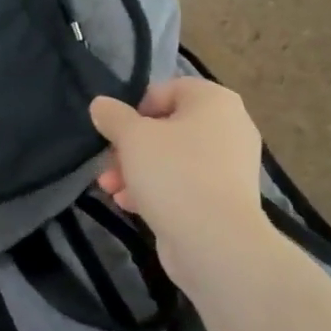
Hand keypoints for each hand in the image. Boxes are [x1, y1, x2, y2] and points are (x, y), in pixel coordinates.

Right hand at [90, 79, 268, 284]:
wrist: (215, 241)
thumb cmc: (174, 173)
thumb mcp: (133, 138)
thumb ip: (113, 117)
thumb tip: (101, 104)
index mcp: (214, 102)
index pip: (169, 89)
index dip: (136, 108)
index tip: (116, 131)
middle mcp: (228, 128)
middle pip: (167, 127)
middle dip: (130, 147)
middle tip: (107, 164)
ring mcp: (228, 166)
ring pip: (172, 159)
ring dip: (136, 171)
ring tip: (109, 189)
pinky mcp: (223, 199)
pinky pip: (184, 184)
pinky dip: (156, 190)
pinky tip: (129, 205)